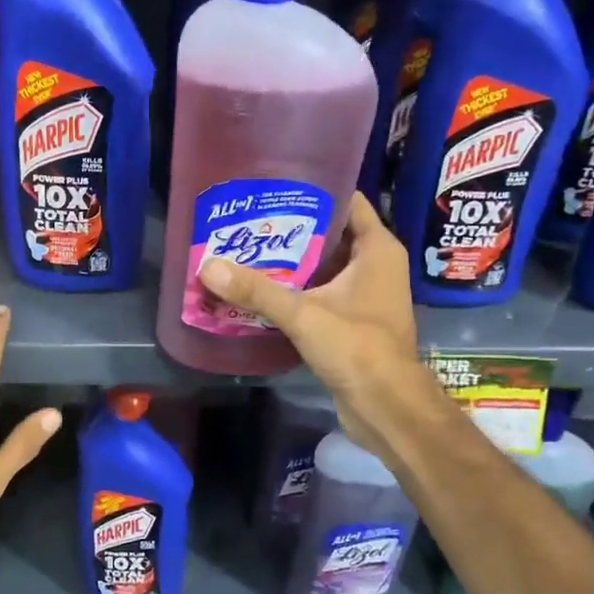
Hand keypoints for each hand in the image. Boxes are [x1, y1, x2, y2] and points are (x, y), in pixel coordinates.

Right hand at [196, 194, 435, 451]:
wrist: (385, 406)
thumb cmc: (357, 348)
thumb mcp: (303, 315)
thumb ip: (257, 290)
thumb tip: (208, 267)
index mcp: (377, 250)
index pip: (348, 201)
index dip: (315, 190)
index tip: (276, 187)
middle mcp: (375, 266)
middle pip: (331, 233)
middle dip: (293, 228)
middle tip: (250, 221)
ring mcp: (365, 294)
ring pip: (323, 266)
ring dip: (291, 262)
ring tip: (247, 250)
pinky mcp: (352, 320)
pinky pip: (320, 293)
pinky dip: (296, 289)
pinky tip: (261, 289)